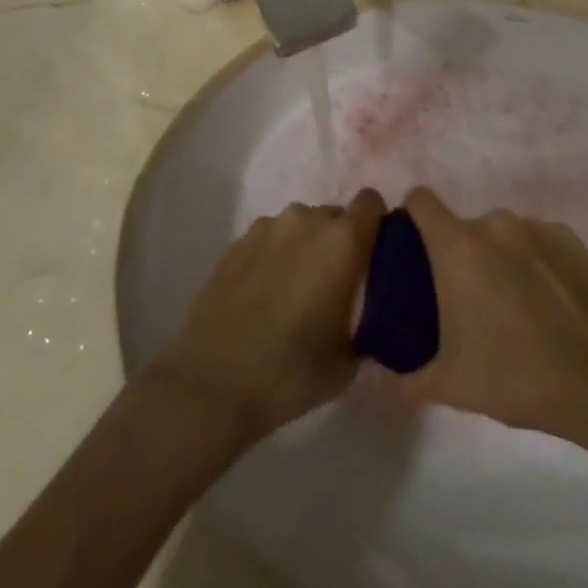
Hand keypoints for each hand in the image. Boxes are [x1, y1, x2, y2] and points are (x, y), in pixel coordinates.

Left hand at [150, 190, 387, 441]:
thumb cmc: (291, 372)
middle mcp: (306, 220)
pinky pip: (269, 239)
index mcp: (342, 240)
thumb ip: (367, 325)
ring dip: (305, 248)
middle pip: (334, 216)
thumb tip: (370, 320)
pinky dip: (274, 257)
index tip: (372, 257)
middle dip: (339, 242)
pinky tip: (262, 295)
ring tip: (293, 291)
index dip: (375, 225)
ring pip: (299, 226)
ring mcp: (266, 227)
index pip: (372, 202)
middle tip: (333, 285)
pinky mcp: (235, 242)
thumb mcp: (349, 362)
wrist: (211, 385)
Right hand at [396, 188, 587, 438]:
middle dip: (459, 256)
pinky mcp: (570, 238)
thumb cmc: (516, 376)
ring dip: (497, 259)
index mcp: (458, 246)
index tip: (413, 251)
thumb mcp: (450, 385)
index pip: (421, 200)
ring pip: (501, 235)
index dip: (411, 217)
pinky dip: (532, 262)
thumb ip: (406, 378)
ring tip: (511, 306)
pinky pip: (536, 242)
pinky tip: (546, 304)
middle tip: (465, 302)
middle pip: (463, 226)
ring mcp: (536, 227)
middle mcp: (495, 223)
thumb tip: (384, 378)